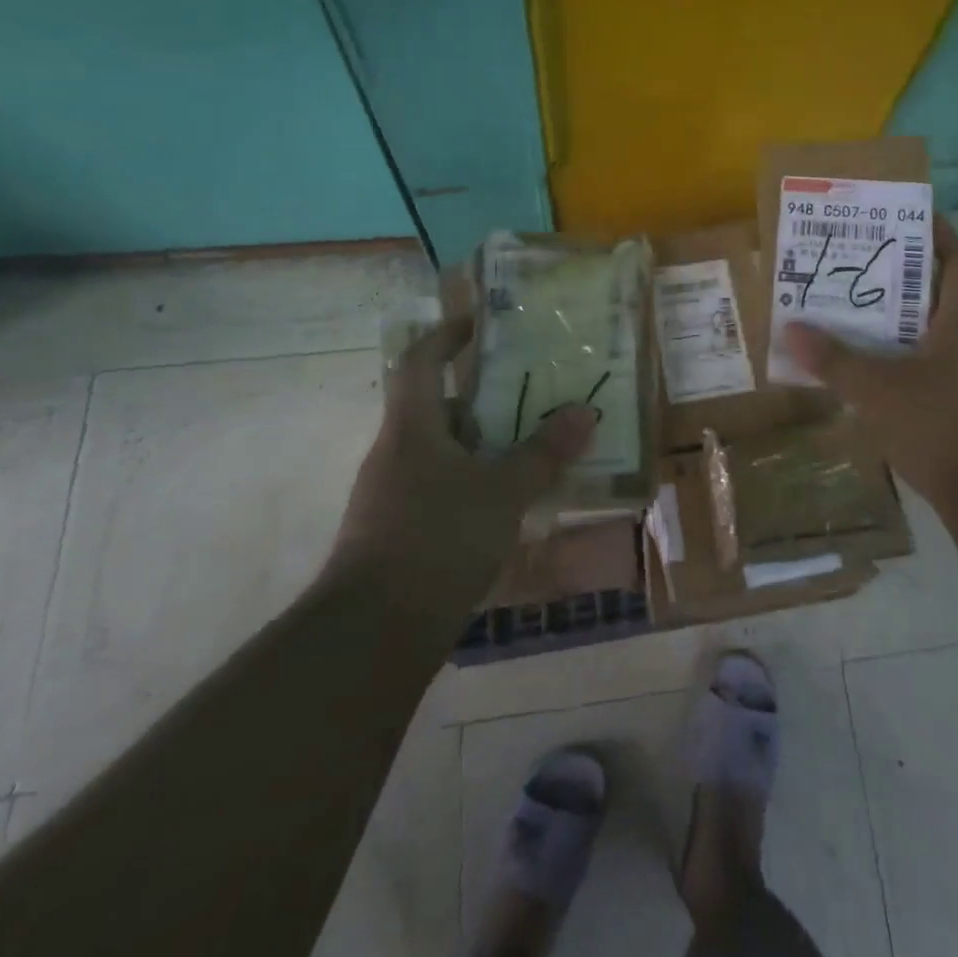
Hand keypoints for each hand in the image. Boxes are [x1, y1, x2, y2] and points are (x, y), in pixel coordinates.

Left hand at [329, 316, 596, 603]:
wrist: (373, 633)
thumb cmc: (438, 540)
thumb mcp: (503, 492)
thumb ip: (544, 452)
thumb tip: (584, 411)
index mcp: (412, 428)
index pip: (420, 362)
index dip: (446, 336)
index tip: (478, 323)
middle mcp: (396, 453)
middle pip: (437, 409)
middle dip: (483, 400)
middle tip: (530, 395)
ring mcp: (393, 495)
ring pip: (442, 452)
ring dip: (483, 446)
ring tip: (531, 449)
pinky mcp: (398, 532)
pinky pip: (441, 488)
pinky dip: (473, 483)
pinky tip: (507, 504)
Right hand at [783, 216, 957, 512]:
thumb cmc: (941, 424)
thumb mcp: (877, 389)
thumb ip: (834, 358)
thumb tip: (792, 328)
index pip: (954, 252)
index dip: (929, 229)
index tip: (894, 215)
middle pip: (949, 285)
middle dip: (909, 272)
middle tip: (865, 264)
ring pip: (947, 323)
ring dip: (912, 314)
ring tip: (866, 310)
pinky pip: (948, 355)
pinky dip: (919, 349)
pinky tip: (886, 363)